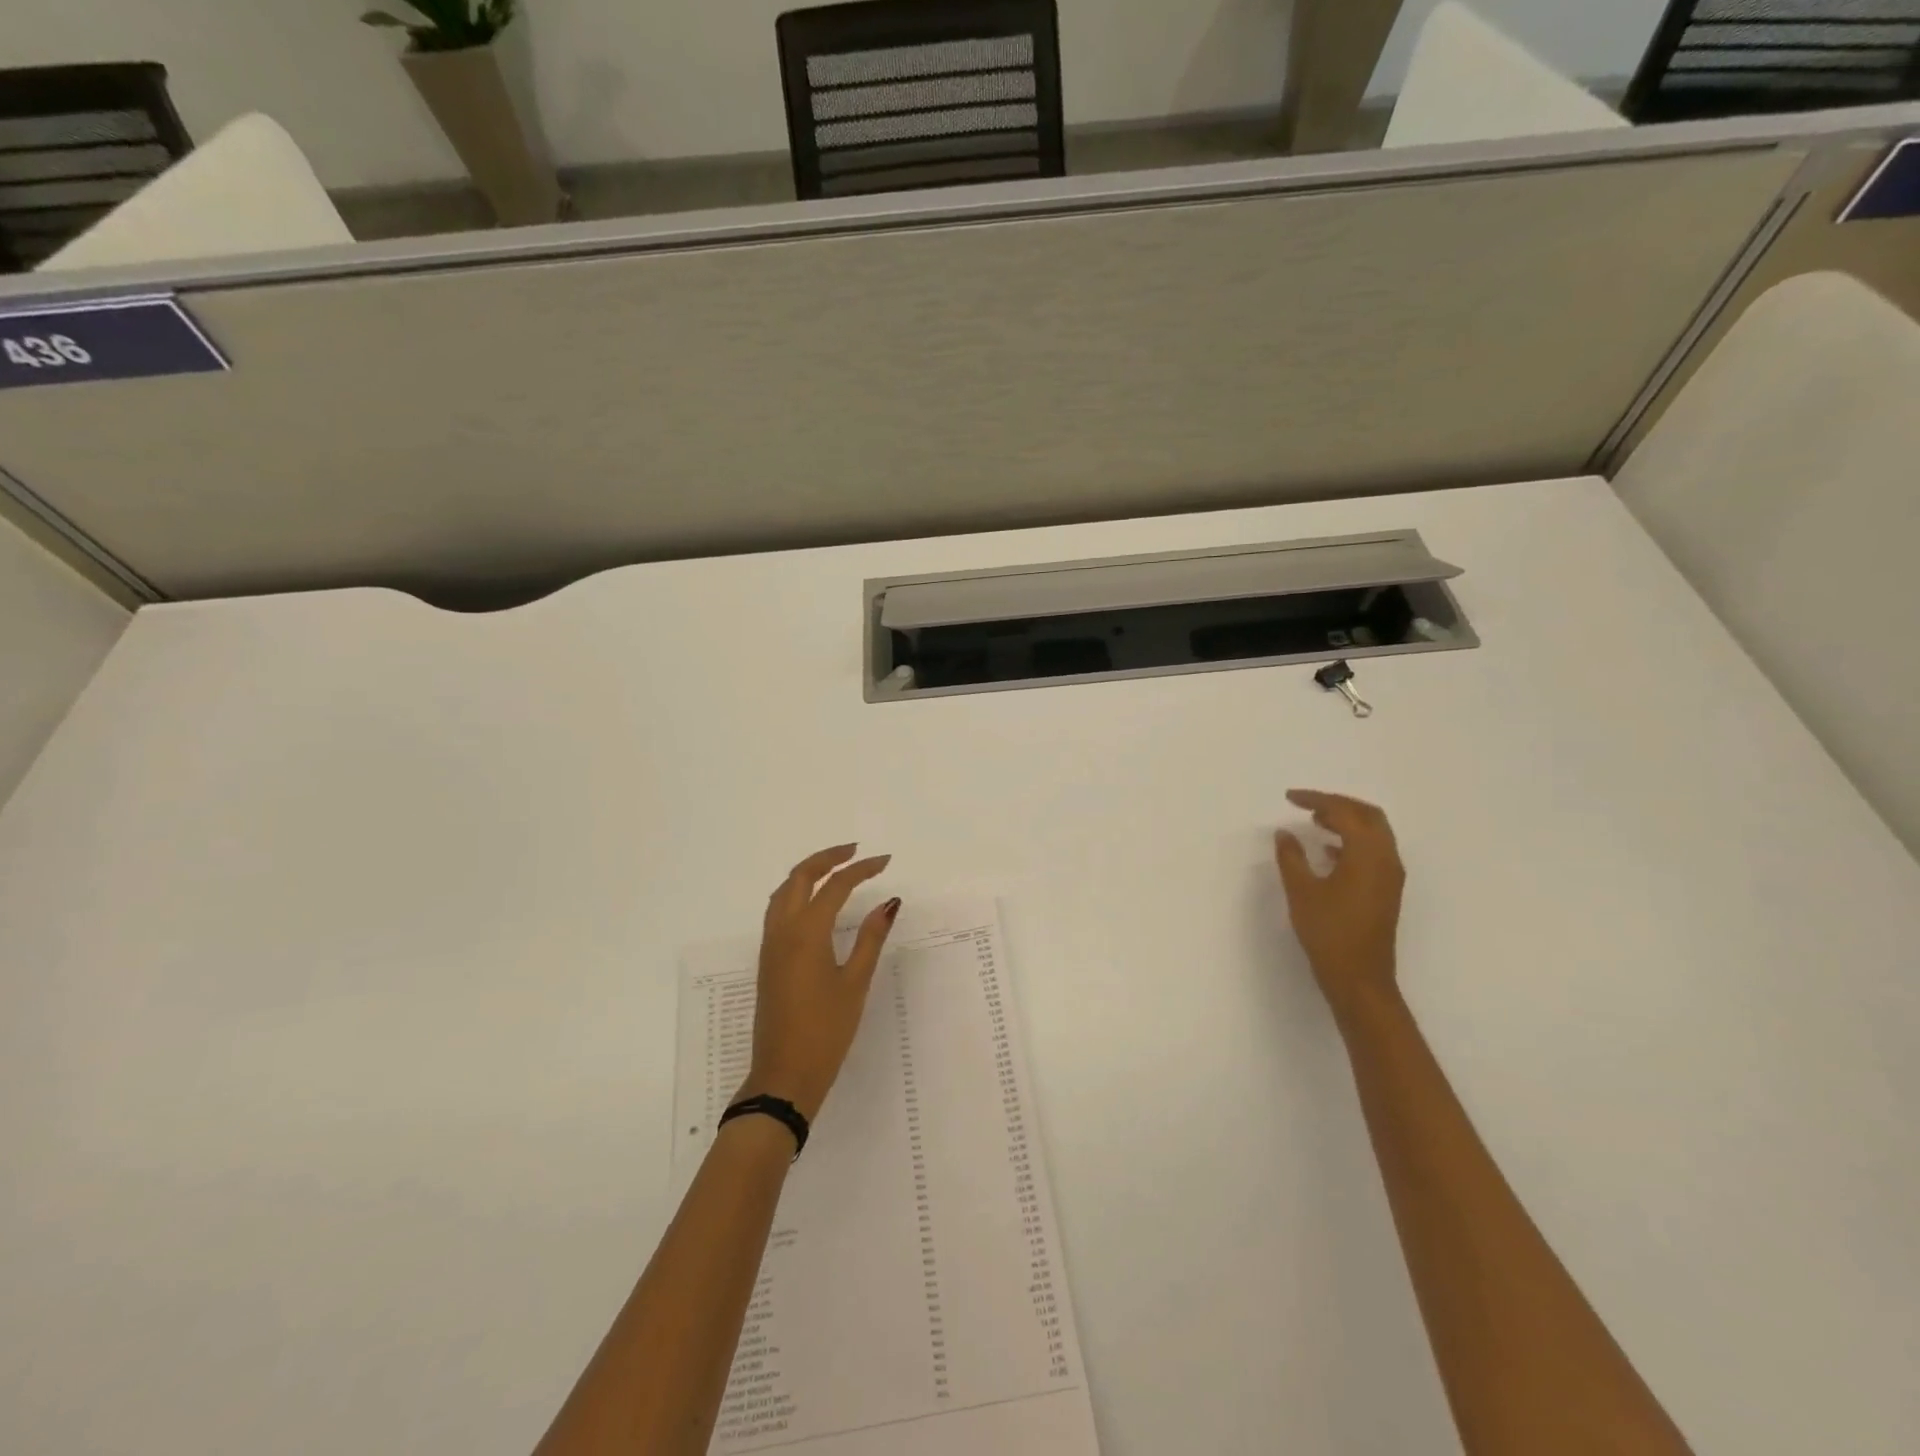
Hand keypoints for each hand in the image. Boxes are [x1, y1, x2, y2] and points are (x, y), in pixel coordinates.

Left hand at [739, 844, 900, 1122]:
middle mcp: (783, 930)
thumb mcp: (855, 983)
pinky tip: (814, 903)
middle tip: (856, 852)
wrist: (784, 1075)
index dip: (861, 869)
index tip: (885, 861)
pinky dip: (796, 892)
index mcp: (806, 932)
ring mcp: (770, 945)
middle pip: (801, 877)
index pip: (836, 886)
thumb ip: (870, 938)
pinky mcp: (767, 960)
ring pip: (784, 891)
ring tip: (835, 869)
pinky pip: (778, 910)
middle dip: (828, 858)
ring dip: (808, 873)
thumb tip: (889, 903)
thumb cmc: (826, 1031)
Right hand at [1274, 790, 1404, 1023]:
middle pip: (1368, 815)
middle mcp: (1386, 859)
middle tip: (1308, 803)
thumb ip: (1291, 857)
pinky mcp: (1386, 890)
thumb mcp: (1301, 891)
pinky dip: (1351, 840)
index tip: (1290, 797)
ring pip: (1374, 833)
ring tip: (1315, 822)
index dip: (1317, 799)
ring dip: (1346, 821)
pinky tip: (1327, 850)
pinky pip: (1373, 851)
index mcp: (1368, 854)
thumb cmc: (1329, 932)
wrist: (1359, 978)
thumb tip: (1285, 833)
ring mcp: (1390, 876)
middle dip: (1338, 804)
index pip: (1345, 812)